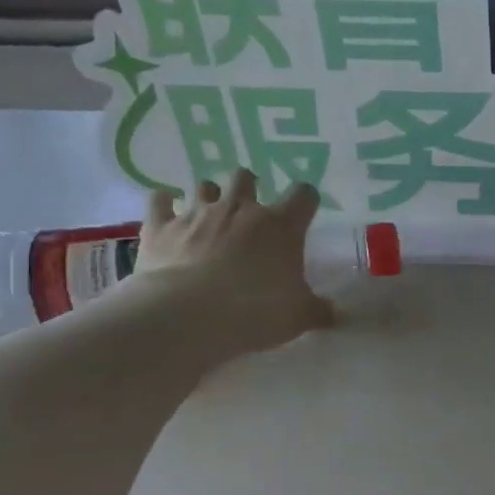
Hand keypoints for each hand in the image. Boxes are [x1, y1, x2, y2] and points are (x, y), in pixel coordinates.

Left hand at [116, 171, 336, 357]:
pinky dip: (164, 202)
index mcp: (280, 225)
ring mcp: (197, 213)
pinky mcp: (161, 226)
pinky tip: (166, 208)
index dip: (305, 201)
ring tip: (210, 212)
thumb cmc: (255, 311)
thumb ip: (318, 310)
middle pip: (246, 177)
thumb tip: (335, 314)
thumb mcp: (298, 317)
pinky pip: (159, 200)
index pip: (303, 195)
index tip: (304, 213)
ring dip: (209, 195)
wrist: (187, 317)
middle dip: (249, 188)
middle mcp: (240, 209)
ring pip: (204, 185)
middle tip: (250, 210)